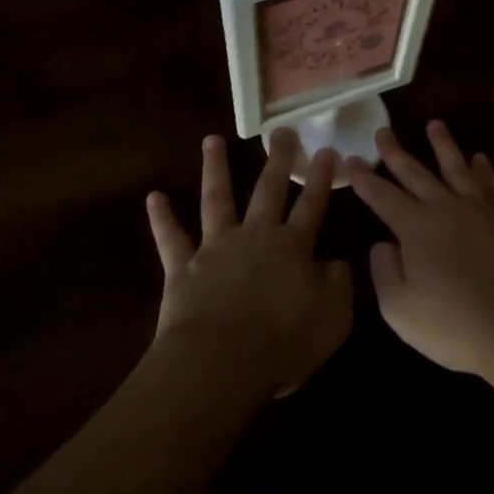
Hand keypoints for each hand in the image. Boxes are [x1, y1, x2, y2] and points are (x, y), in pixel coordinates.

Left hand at [145, 132, 352, 397]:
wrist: (221, 363)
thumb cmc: (283, 342)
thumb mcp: (333, 317)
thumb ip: (339, 284)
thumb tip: (335, 262)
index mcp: (293, 247)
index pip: (312, 204)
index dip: (321, 178)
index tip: (327, 150)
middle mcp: (255, 235)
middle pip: (268, 190)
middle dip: (277, 159)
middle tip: (281, 131)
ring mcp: (216, 247)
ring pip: (217, 198)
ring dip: (214, 168)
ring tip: (212, 140)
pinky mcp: (183, 267)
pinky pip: (170, 238)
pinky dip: (162, 218)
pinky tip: (153, 197)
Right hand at [346, 121, 493, 378]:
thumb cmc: (455, 324)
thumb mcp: (400, 310)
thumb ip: (384, 272)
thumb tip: (382, 244)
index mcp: (415, 228)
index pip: (382, 196)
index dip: (363, 178)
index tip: (350, 159)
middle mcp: (445, 208)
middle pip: (415, 173)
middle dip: (395, 152)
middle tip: (383, 131)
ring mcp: (480, 210)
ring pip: (456, 167)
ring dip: (443, 145)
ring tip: (434, 124)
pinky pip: (491, 184)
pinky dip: (483, 169)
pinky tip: (480, 158)